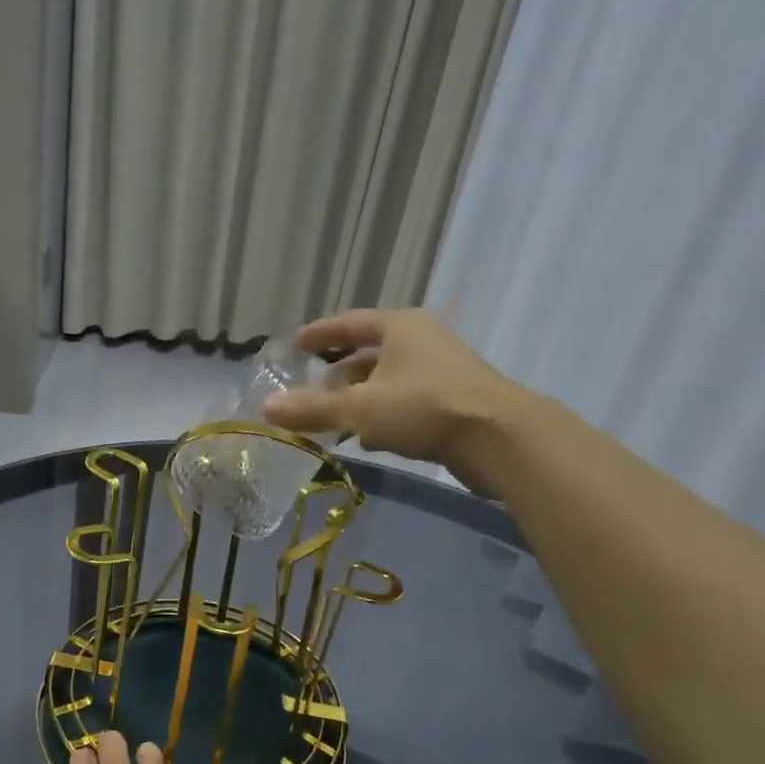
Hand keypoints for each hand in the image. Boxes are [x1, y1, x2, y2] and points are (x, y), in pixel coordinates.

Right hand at [263, 308, 527, 491]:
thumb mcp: (359, 408)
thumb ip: (313, 408)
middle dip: (337, 373)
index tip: (295, 344)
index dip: (320, 333)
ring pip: (386, 381)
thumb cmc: (423, 407)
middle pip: (369, 353)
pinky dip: (381, 416)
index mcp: (400, 328)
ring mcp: (440, 372)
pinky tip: (367, 440)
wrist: (498, 438)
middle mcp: (421, 342)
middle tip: (310, 391)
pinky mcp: (452, 402)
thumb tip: (266, 408)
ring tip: (331, 420)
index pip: (349, 323)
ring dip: (358, 399)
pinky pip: (404, 403)